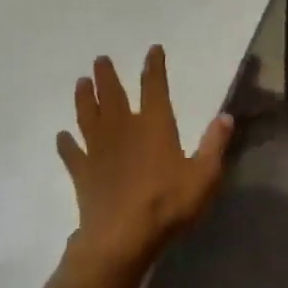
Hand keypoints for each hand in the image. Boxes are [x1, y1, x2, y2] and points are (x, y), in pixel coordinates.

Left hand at [57, 46, 233, 270]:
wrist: (121, 238)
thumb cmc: (166, 204)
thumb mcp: (204, 176)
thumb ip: (214, 144)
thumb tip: (226, 116)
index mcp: (154, 125)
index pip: (154, 87)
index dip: (154, 67)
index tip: (152, 49)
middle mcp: (123, 128)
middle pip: (112, 95)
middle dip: (107, 75)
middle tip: (100, 58)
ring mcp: (98, 150)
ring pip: (88, 116)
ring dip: (84, 98)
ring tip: (80, 82)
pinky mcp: (83, 173)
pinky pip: (72, 153)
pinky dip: (66, 144)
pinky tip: (62, 137)